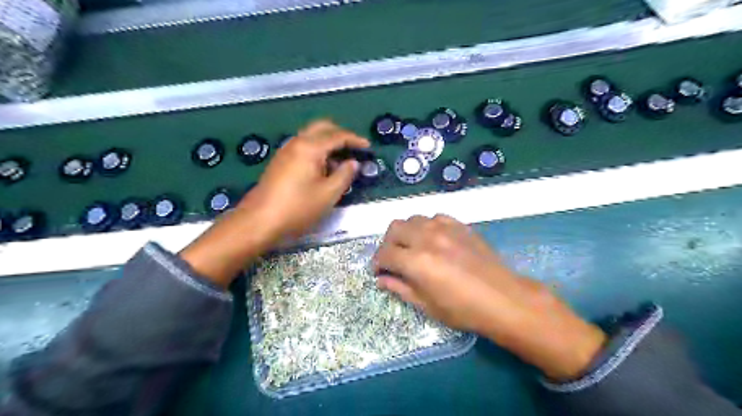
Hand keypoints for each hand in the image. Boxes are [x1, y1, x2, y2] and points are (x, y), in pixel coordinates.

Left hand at [238, 119, 368, 238]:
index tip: (368, 147)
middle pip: (322, 128)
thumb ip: (345, 175)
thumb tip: (353, 163)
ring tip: (342, 161)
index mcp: (310, 147)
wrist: (260, 220)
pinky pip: (303, 147)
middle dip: (340, 134)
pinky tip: (323, 168)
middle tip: (354, 148)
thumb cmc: (298, 207)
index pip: (337, 135)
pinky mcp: (280, 161)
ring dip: (328, 142)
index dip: (355, 140)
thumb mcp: (328, 194)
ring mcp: (286, 151)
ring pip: (311, 136)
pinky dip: (317, 150)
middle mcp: (297, 142)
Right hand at [375, 215, 605, 381]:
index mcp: (416, 261)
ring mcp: (445, 228)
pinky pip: (434, 217)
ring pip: (413, 219)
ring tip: (412, 247)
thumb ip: (400, 288)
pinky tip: (432, 239)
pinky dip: (426, 226)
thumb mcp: (427, 305)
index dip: (377, 262)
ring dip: (406, 232)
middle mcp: (426, 238)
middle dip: (388, 244)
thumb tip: (381, 279)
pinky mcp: (460, 225)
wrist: (503, 299)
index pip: (385, 253)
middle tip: (393, 258)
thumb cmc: (463, 309)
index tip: (379, 271)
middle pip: (395, 228)